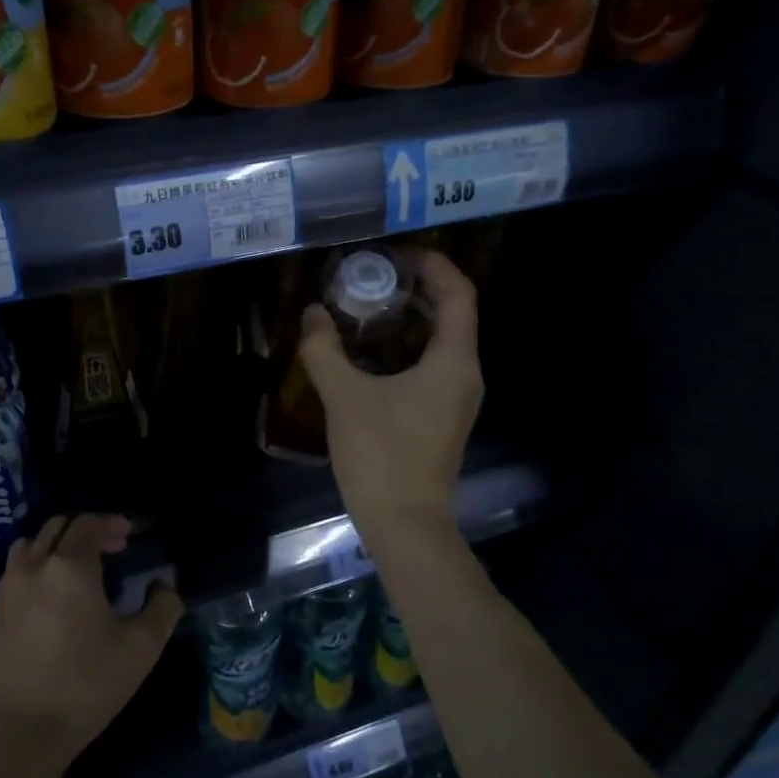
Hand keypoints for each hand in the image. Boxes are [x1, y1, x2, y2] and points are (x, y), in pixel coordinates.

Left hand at [0, 514, 182, 777]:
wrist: (17, 732)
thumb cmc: (85, 686)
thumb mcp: (141, 649)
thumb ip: (163, 608)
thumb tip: (164, 586)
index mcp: (70, 567)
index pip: (88, 523)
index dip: (111, 523)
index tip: (129, 535)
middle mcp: (34, 566)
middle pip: (58, 526)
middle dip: (87, 531)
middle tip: (111, 549)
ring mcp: (7, 588)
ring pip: (32, 544)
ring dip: (57, 545)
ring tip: (78, 568)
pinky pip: (17, 569)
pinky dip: (38, 565)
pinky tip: (53, 596)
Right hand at [299, 250, 482, 545]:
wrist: (404, 524)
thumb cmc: (381, 456)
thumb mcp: (345, 398)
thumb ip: (324, 351)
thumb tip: (312, 314)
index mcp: (454, 361)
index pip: (459, 295)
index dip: (435, 266)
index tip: (398, 253)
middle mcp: (465, 375)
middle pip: (453, 315)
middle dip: (418, 290)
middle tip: (374, 276)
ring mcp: (457, 400)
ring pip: (442, 343)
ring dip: (411, 320)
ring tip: (368, 307)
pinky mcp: (442, 418)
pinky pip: (433, 367)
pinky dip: (408, 348)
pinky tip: (371, 354)